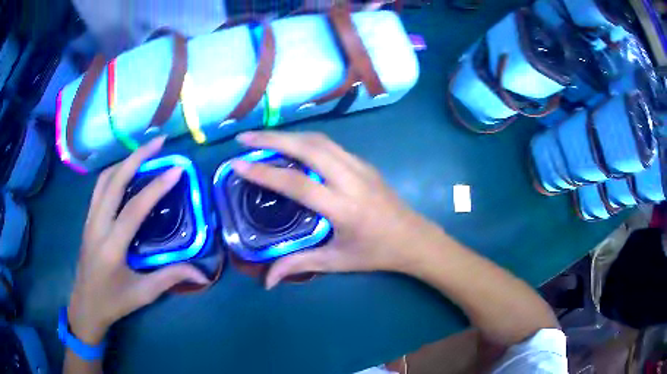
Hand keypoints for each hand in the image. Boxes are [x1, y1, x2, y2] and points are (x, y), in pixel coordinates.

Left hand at [68, 137, 208, 343]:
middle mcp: (97, 226)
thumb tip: (200, 271)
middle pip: (114, 181)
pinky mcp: (88, 219)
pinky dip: (114, 172)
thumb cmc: (114, 302)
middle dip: (137, 157)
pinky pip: (99, 187)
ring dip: (124, 161)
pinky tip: (126, 172)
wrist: (86, 305)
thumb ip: (169, 277)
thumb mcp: (143, 294)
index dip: (156, 187)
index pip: (134, 209)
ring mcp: (90, 219)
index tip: (176, 169)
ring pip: (104, 179)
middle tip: (159, 142)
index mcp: (112, 247)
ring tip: (144, 152)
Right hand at [232, 131, 442, 288]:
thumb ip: (299, 264)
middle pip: (308, 148)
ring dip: (289, 135)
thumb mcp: (337, 262)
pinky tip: (292, 145)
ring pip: (320, 140)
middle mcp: (351, 180)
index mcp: (343, 208)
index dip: (264, 172)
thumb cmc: (377, 253)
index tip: (238, 163)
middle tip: (244, 137)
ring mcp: (360, 167)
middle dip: (272, 138)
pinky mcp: (365, 163)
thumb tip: (267, 280)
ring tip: (262, 138)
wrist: (415, 239)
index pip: (297, 183)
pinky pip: (330, 145)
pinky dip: (306, 140)